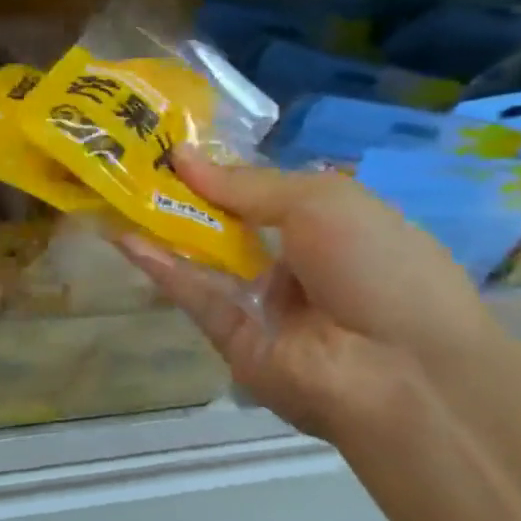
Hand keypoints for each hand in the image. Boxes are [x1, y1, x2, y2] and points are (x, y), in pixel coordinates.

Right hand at [118, 150, 501, 447]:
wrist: (403, 372)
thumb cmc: (378, 266)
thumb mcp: (322, 202)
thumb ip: (245, 183)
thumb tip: (182, 155)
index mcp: (329, 228)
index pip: (262, 194)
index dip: (220, 172)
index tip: (171, 148)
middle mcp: (293, 265)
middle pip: (227, 226)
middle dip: (183, 197)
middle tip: (133, 166)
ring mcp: (261, 304)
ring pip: (203, 260)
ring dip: (163, 229)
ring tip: (117, 194)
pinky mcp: (232, 338)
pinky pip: (194, 296)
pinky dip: (160, 267)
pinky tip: (125, 237)